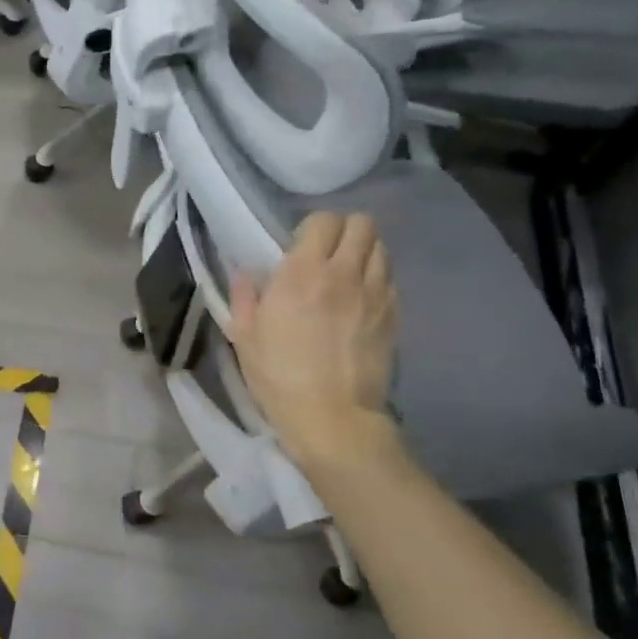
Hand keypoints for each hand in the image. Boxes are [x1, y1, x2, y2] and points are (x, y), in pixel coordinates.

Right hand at [230, 212, 398, 476]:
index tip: (301, 243)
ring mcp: (375, 294)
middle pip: (362, 224)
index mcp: (303, 273)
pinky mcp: (393, 316)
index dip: (313, 225)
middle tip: (328, 250)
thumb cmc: (279, 376)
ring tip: (348, 271)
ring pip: (382, 247)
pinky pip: (390, 279)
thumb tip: (243, 274)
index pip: (324, 220)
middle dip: (345, 229)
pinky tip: (361, 297)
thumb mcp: (244, 336)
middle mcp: (344, 273)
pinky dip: (377, 278)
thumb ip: (244, 297)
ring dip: (364, 251)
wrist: (332, 418)